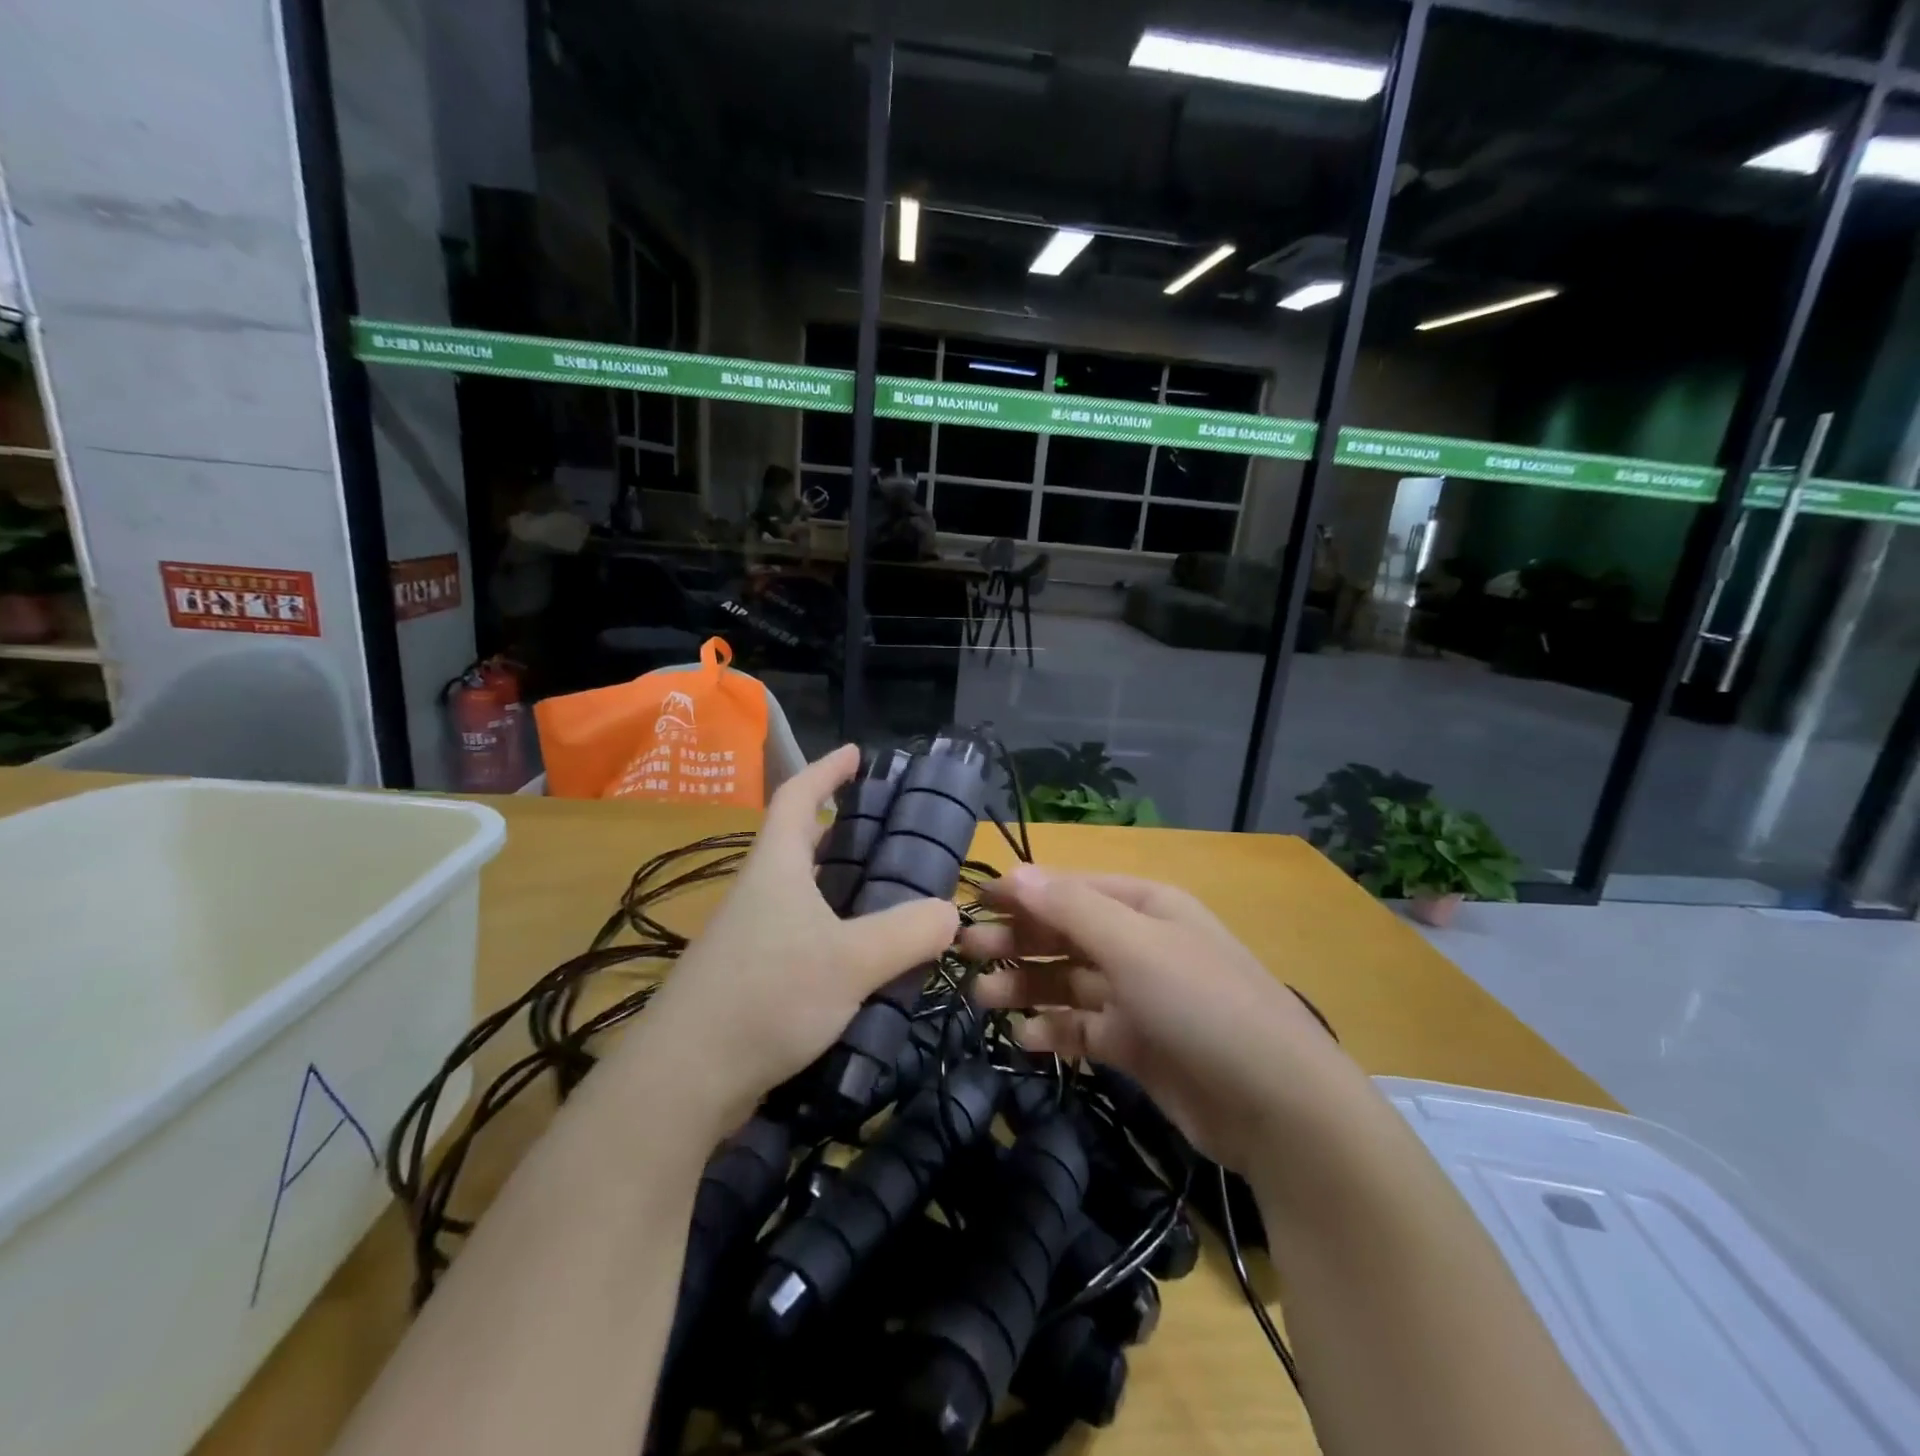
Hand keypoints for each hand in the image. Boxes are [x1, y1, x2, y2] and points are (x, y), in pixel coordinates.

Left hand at [626, 745, 959, 1130]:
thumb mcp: (851, 961)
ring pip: (800, 894)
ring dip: (839, 886)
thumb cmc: (768, 996)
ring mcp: (748, 937)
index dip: (827, 769)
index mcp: (777, 868)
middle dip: (840, 830)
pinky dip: (832, 932)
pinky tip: (861, 960)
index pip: (798, 797)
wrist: (683, 1081)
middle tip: (888, 832)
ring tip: (887, 894)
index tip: (857, 753)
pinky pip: (799, 937)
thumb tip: (951, 912)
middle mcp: (758, 893)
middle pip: (799, 844)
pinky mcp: (748, 979)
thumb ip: (907, 933)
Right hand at [966, 868, 1344, 1177]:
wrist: (1278, 1107)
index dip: (1022, 894)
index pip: (1070, 889)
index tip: (972, 906)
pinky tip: (1026, 1039)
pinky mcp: (1138, 1045)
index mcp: (1145, 906)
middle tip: (966, 954)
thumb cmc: (1202, 1005)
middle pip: (1065, 933)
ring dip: (1027, 986)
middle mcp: (1140, 944)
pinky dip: (1055, 1030)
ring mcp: (1139, 996)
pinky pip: (1084, 1028)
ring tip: (982, 999)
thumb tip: (1014, 875)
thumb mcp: (1135, 945)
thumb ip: (1071, 909)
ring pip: (1069, 982)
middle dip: (1017, 941)